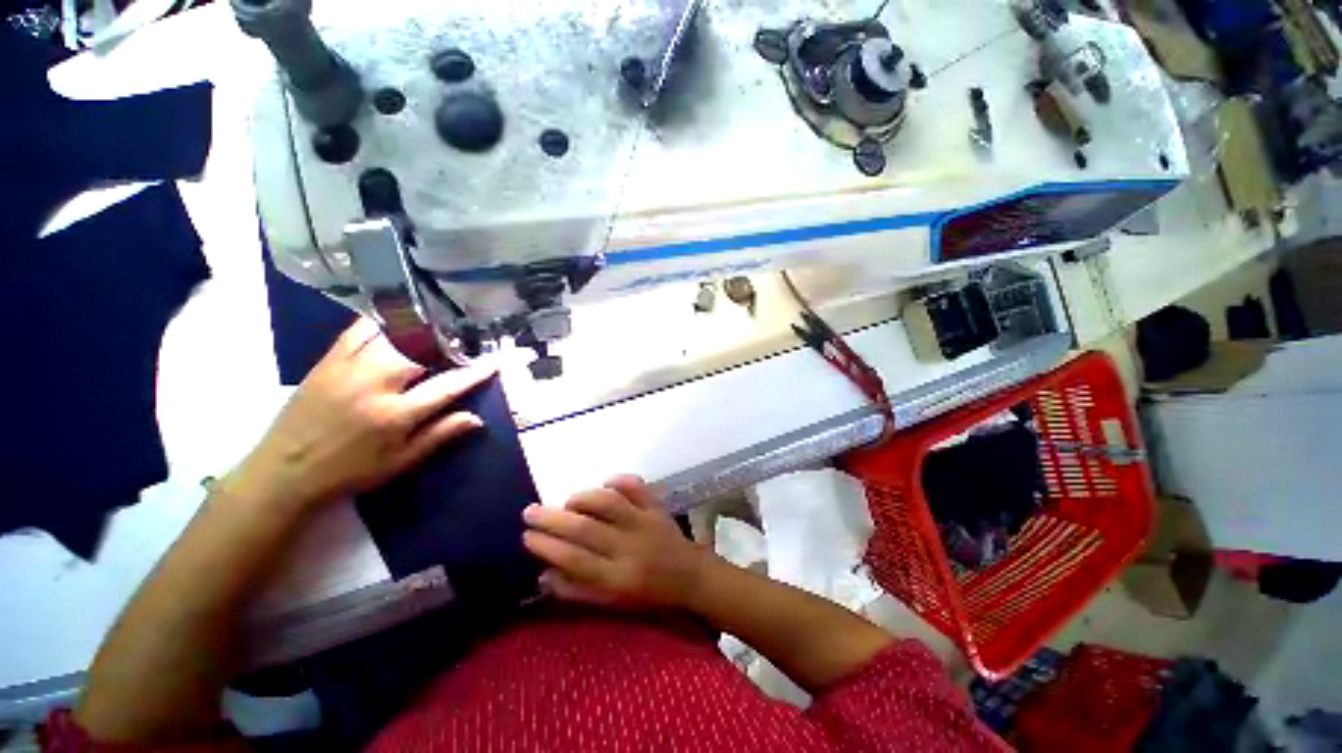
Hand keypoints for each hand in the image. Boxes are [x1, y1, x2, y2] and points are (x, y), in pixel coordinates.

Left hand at [226, 317, 495, 511]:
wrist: (284, 471)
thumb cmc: (349, 471)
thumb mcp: (400, 462)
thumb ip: (439, 436)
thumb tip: (477, 419)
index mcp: (396, 415)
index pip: (448, 386)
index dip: (475, 372)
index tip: (495, 361)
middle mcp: (375, 385)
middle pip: (422, 352)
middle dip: (448, 346)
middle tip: (462, 345)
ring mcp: (349, 368)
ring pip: (392, 336)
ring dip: (419, 332)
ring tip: (434, 332)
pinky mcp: (328, 361)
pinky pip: (359, 331)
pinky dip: (382, 324)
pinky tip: (394, 325)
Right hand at [522, 476, 715, 609]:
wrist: (691, 578)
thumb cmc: (648, 596)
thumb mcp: (612, 605)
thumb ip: (578, 591)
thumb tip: (544, 574)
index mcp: (618, 578)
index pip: (575, 559)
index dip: (547, 547)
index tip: (526, 536)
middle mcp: (630, 547)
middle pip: (586, 529)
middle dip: (553, 519)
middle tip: (530, 511)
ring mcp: (645, 523)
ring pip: (609, 503)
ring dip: (583, 498)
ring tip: (567, 501)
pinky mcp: (657, 507)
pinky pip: (638, 487)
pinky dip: (620, 480)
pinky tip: (606, 483)